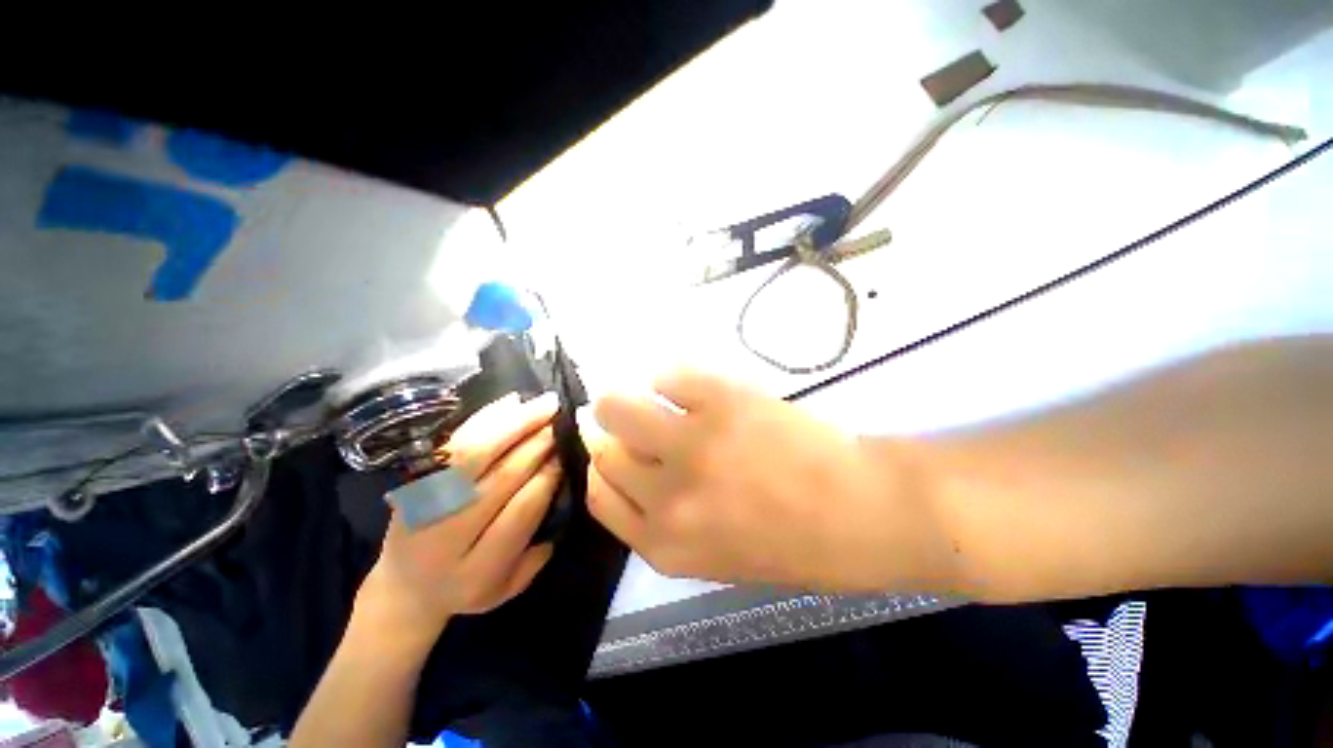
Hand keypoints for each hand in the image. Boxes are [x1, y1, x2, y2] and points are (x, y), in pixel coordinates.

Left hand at [358, 393, 561, 638]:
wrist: (404, 587)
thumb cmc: (466, 587)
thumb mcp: (507, 588)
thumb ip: (538, 553)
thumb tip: (561, 492)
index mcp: (475, 573)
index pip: (520, 513)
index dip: (547, 478)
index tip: (567, 455)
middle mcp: (444, 538)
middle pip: (498, 479)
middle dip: (536, 445)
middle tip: (562, 422)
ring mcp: (422, 506)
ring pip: (472, 453)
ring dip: (514, 423)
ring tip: (545, 403)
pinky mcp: (413, 481)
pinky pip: (453, 442)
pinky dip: (484, 419)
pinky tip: (511, 403)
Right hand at [583, 371, 955, 591]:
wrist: (861, 511)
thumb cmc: (792, 542)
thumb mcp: (714, 554)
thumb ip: (665, 518)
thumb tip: (634, 464)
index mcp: (663, 544)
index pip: (598, 495)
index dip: (605, 468)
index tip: (618, 451)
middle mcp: (667, 498)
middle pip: (605, 451)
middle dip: (615, 434)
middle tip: (639, 422)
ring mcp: (691, 444)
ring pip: (617, 408)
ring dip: (623, 400)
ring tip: (649, 397)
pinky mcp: (719, 400)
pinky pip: (667, 377)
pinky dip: (671, 380)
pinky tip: (692, 391)